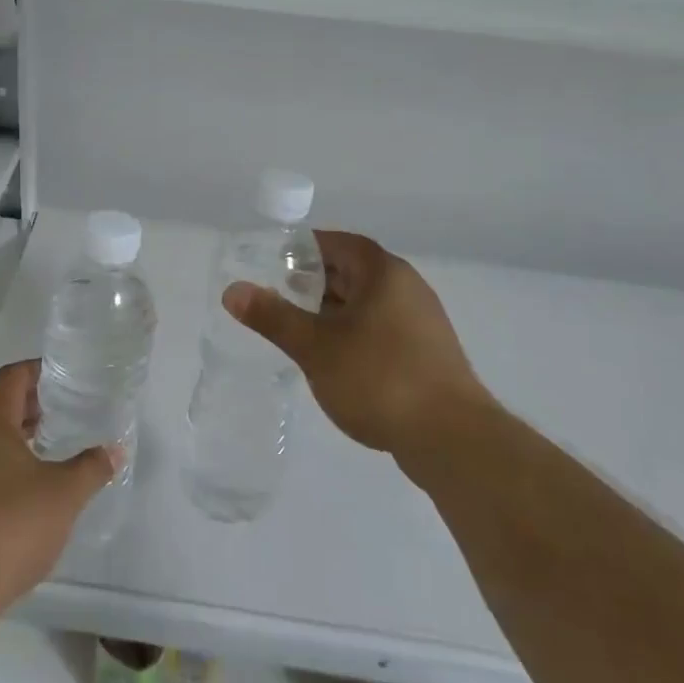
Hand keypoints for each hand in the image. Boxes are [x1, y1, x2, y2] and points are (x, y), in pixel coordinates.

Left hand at [0, 360, 121, 619]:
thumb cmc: (11, 525)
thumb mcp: (64, 494)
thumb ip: (92, 467)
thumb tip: (115, 450)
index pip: (10, 377)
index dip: (38, 370)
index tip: (66, 375)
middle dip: (32, 401)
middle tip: (67, 405)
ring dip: (20, 432)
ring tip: (54, 440)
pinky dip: (8, 458)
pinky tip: (33, 480)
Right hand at [224, 231, 489, 472]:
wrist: (452, 438)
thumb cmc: (378, 379)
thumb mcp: (315, 347)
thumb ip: (273, 316)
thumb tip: (232, 290)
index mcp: (384, 274)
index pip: (341, 244)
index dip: (307, 248)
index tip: (277, 261)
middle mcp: (408, 288)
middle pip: (355, 272)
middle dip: (316, 281)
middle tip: (281, 294)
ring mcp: (422, 322)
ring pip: (369, 303)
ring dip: (334, 310)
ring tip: (301, 328)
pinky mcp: (428, 354)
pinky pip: (383, 328)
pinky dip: (355, 333)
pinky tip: (335, 359)